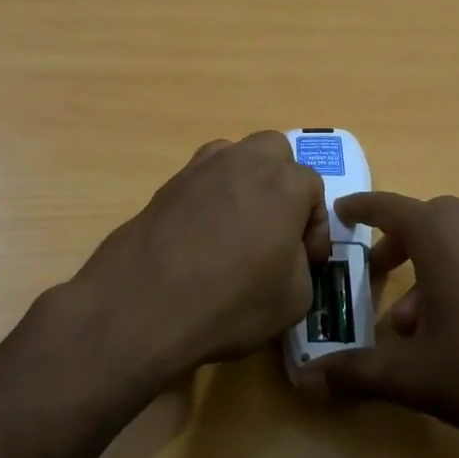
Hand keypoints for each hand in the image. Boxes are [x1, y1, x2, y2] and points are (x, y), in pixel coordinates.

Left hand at [70, 132, 329, 383]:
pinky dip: (210, 200)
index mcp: (285, 181)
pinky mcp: (165, 185)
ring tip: (239, 229)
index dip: (315, 228)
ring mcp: (199, 168)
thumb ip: (302, 265)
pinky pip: (201, 182)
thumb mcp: (294, 299)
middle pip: (273, 154)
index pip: (314, 190)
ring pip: (233, 159)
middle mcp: (243, 161)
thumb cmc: (231, 301)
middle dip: (282, 184)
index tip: (310, 259)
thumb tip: (288, 256)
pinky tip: (204, 238)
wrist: (143, 303)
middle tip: (277, 227)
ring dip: (244, 184)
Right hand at [298, 192, 458, 438]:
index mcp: (441, 236)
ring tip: (414, 321)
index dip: (361, 209)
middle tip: (377, 272)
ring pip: (458, 241)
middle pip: (426, 220)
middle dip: (397, 243)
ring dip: (429, 267)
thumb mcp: (414, 375)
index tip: (341, 212)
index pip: (389, 207)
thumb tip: (310, 378)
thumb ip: (359, 372)